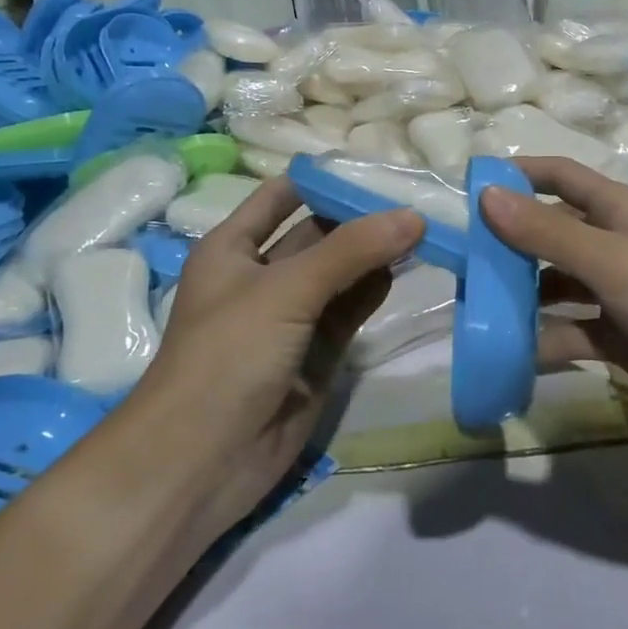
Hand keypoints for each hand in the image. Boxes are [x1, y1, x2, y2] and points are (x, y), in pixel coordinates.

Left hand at [123, 178, 422, 540]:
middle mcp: (262, 276)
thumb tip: (413, 216)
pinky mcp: (316, 354)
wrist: (202, 462)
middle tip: (418, 195)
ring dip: (376, 254)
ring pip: (341, 273)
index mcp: (233, 247)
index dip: (325, 180)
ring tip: (425, 227)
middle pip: (319, 233)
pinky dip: (375, 291)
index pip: (283, 196)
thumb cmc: (227, 356)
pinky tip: (406, 271)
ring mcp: (291, 317)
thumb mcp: (285, 290)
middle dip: (362, 217)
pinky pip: (350, 311)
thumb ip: (351, 251)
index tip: (378, 166)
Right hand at [481, 157, 627, 440]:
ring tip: (475, 310)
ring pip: (556, 284)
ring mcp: (617, 292)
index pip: (560, 176)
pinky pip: (570, 331)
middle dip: (508, 244)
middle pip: (550, 233)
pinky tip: (511, 354)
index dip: (519, 174)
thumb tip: (486, 196)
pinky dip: (544, 340)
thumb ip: (546, 231)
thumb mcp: (608, 260)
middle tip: (462, 262)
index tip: (471, 188)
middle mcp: (613, 244)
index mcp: (616, 211)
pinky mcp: (620, 336)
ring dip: (520, 295)